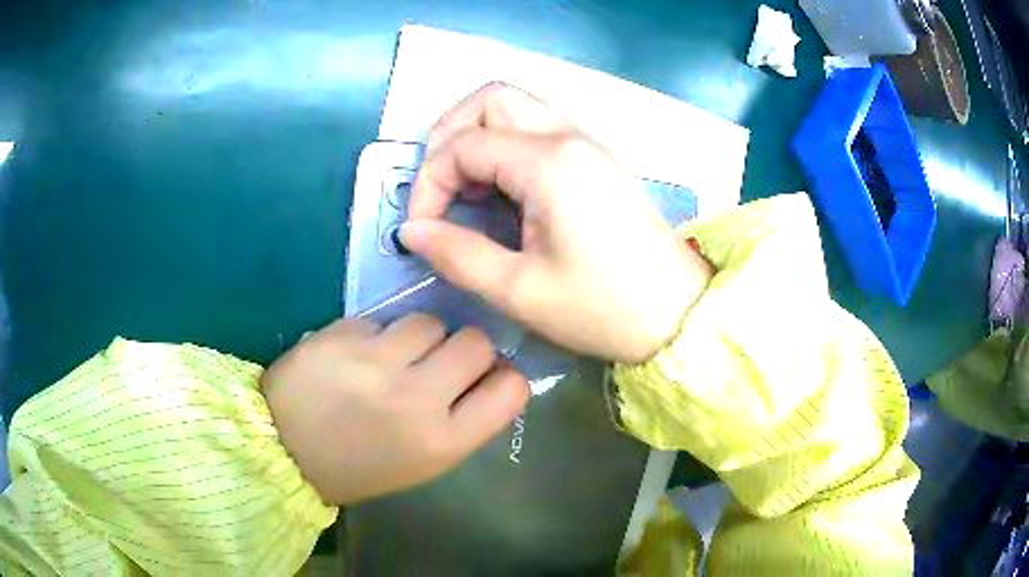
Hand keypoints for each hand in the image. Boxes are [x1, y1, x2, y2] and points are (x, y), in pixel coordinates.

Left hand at [262, 315, 528, 504]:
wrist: (282, 451)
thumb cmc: (358, 467)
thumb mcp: (421, 462)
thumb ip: (461, 421)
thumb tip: (488, 376)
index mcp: (442, 442)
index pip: (510, 389)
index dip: (505, 378)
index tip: (486, 377)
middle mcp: (417, 398)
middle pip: (476, 342)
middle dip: (465, 348)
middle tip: (439, 361)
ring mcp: (376, 362)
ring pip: (429, 321)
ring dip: (419, 337)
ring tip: (391, 357)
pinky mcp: (343, 334)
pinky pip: (382, 320)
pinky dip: (376, 335)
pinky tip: (355, 356)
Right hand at [402, 83, 712, 362]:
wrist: (677, 314)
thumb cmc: (603, 308)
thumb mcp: (519, 291)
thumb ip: (456, 254)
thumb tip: (411, 231)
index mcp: (549, 163)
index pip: (463, 145)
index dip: (429, 184)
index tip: (424, 230)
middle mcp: (568, 136)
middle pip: (490, 99)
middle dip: (449, 137)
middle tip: (441, 190)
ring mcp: (587, 142)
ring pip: (515, 107)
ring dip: (477, 137)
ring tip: (467, 192)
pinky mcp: (595, 158)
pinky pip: (537, 128)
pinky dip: (504, 146)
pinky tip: (501, 191)